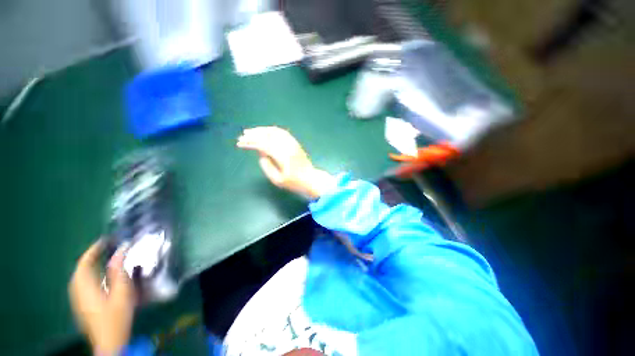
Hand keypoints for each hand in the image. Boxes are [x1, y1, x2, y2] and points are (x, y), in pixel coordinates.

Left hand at [69, 240, 135, 354]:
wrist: (109, 342)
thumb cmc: (116, 316)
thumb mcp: (121, 293)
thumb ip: (119, 272)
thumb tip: (120, 251)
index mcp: (85, 287)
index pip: (84, 263)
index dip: (93, 250)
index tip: (106, 240)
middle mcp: (77, 291)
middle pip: (80, 269)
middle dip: (91, 257)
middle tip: (107, 248)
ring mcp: (78, 299)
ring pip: (80, 277)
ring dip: (90, 265)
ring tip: (104, 259)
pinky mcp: (82, 305)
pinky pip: (82, 284)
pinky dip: (90, 275)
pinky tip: (100, 277)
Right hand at [237, 126, 335, 198]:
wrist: (310, 179)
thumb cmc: (294, 182)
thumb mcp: (277, 180)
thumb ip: (267, 166)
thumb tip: (261, 153)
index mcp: (283, 156)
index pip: (263, 145)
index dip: (251, 143)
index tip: (240, 143)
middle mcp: (288, 147)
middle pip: (269, 136)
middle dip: (254, 134)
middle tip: (243, 135)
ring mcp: (293, 144)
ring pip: (276, 132)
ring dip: (262, 130)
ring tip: (252, 131)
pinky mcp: (295, 143)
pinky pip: (283, 133)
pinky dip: (272, 130)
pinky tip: (266, 131)